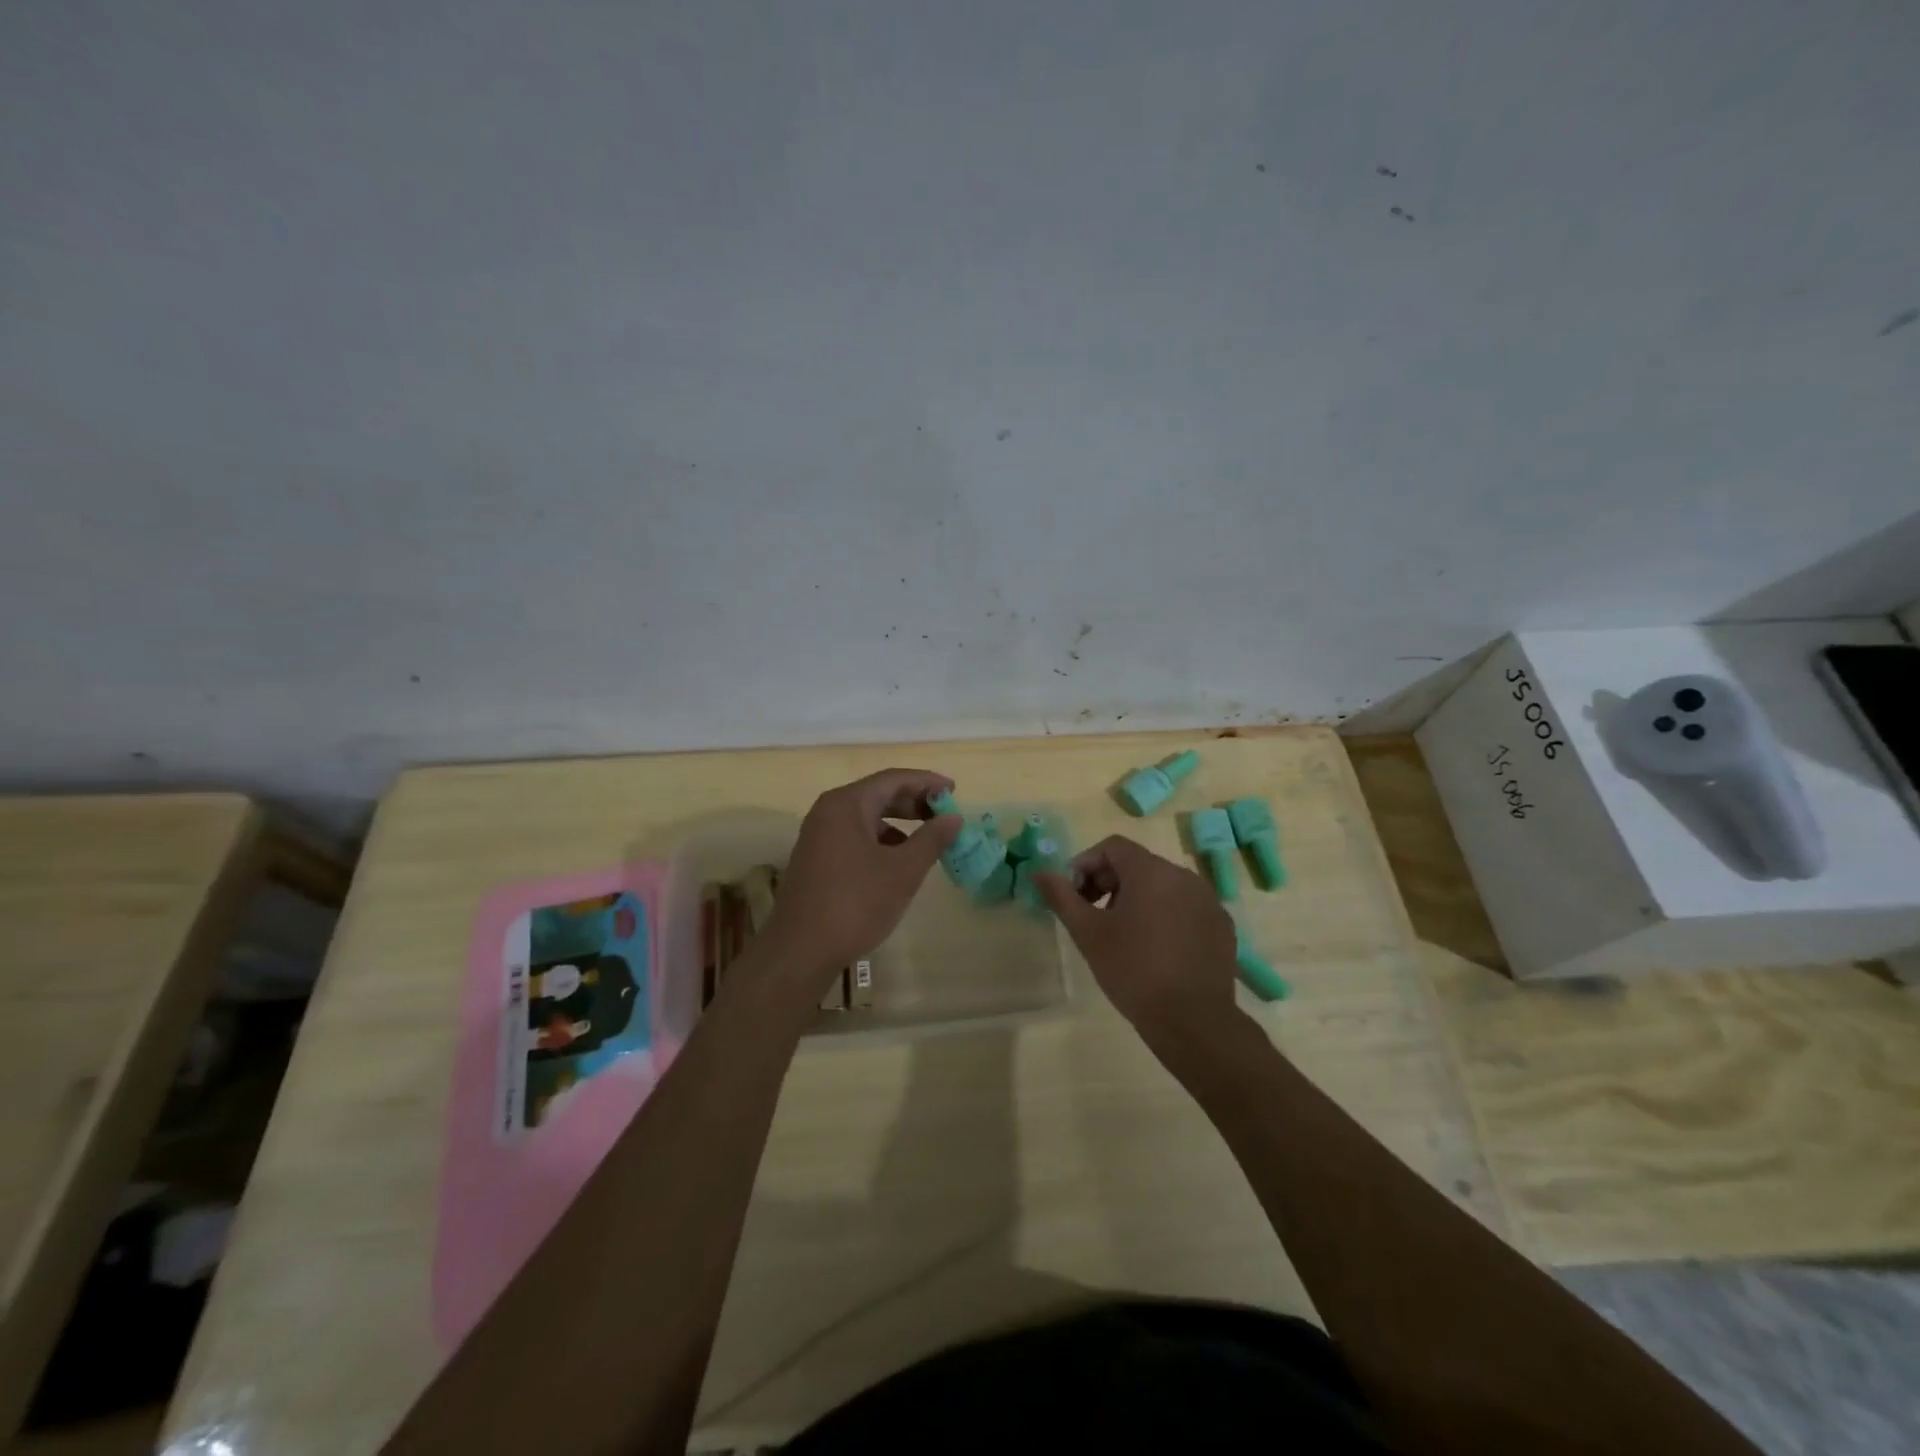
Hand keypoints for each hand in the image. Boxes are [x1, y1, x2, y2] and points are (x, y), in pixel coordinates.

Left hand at [764, 768, 960, 989]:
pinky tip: (897, 862)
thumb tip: (954, 818)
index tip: (954, 791)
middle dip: (914, 801)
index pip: (893, 779)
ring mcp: (818, 835)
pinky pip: (854, 836)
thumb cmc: (855, 904)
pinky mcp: (816, 859)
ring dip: (899, 822)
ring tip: (927, 839)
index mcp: (847, 804)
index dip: (927, 782)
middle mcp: (828, 811)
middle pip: (878, 794)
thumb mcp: (903, 871)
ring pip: (866, 817)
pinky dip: (880, 840)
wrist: (800, 951)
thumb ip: (932, 839)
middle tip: (945, 814)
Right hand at [1036, 836, 1239, 1038]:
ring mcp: (1208, 901)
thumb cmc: (1133, 970)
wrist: (1192, 1021)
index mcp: (1152, 871)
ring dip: (1136, 900)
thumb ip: (1062, 897)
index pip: (1113, 847)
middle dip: (1109, 883)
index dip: (1086, 864)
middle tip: (1093, 917)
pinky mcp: (1221, 926)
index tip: (1075, 896)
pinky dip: (1165, 916)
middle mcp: (1184, 876)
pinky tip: (1156, 950)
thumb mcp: (1089, 933)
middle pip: (1138, 864)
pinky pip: (1185, 908)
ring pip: (1162, 886)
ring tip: (1123, 936)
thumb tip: (1039, 872)